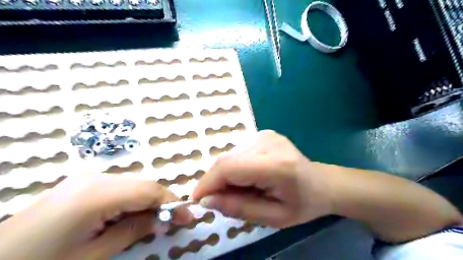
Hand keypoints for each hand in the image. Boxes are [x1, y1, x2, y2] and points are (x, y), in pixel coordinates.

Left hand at [0, 173, 192, 259]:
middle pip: (142, 184)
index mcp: (97, 193)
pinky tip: (129, 215)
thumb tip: (160, 220)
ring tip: (153, 221)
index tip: (188, 217)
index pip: (149, 190)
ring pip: (132, 184)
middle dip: (161, 202)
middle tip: (174, 220)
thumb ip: (132, 231)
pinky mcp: (81, 183)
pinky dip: (131, 200)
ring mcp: (86, 178)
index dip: (172, 202)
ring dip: (147, 201)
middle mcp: (95, 177)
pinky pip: (118, 187)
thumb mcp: (93, 255)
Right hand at [192, 130, 333, 226]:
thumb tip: (206, 200)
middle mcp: (268, 142)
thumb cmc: (301, 204)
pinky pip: (237, 152)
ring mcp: (265, 134)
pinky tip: (248, 177)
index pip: (229, 167)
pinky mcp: (262, 133)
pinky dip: (234, 167)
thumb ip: (238, 208)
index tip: (198, 199)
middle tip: (222, 200)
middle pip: (226, 160)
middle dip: (216, 182)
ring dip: (226, 175)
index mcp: (277, 165)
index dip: (208, 182)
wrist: (320, 183)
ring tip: (242, 189)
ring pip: (229, 155)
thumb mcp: (273, 218)